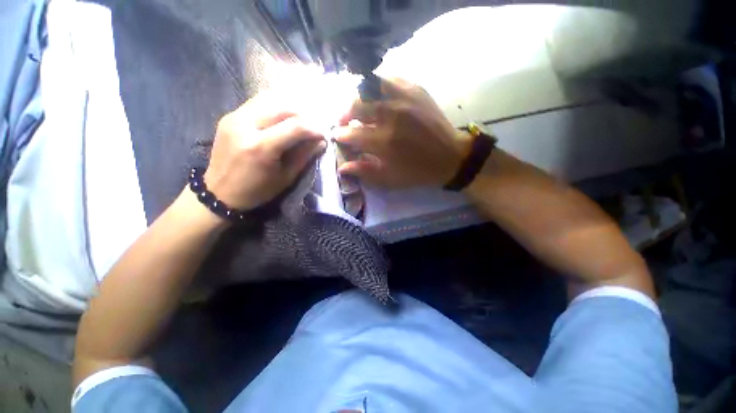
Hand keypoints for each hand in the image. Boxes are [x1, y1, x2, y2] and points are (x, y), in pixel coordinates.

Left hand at [204, 92, 325, 209]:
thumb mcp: (285, 178)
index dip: (314, 129)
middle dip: (303, 115)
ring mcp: (234, 117)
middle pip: (282, 107)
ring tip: (300, 120)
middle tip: (313, 126)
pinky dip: (275, 107)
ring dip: (289, 108)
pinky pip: (257, 103)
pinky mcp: (229, 116)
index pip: (295, 126)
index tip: (323, 135)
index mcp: (261, 147)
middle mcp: (245, 126)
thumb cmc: (257, 191)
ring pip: (269, 99)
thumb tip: (321, 141)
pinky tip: (282, 118)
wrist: (219, 192)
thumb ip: (304, 156)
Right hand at [335, 78, 470, 188]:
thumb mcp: (390, 179)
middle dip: (344, 113)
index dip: (340, 135)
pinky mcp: (415, 89)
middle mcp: (391, 115)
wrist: (450, 156)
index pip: (351, 134)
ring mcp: (404, 98)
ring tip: (358, 107)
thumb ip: (364, 172)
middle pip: (356, 105)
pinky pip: (388, 79)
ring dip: (358, 97)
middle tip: (345, 121)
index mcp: (384, 142)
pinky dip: (376, 87)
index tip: (338, 136)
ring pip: (369, 87)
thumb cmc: (418, 172)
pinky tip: (376, 97)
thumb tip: (342, 167)